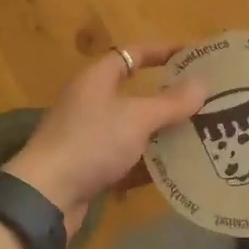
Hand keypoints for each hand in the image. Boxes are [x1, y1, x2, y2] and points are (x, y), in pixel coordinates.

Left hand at [4, 44, 206, 232]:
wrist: (46, 196)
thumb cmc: (91, 143)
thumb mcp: (137, 119)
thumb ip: (171, 102)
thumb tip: (202, 83)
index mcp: (97, 79)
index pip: (133, 54)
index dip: (162, 51)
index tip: (193, 55)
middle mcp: (91, 102)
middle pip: (135, 92)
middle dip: (168, 97)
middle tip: (203, 100)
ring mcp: (89, 136)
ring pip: (133, 128)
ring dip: (162, 132)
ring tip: (200, 134)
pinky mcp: (90, 167)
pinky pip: (127, 158)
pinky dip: (149, 162)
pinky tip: (177, 169)